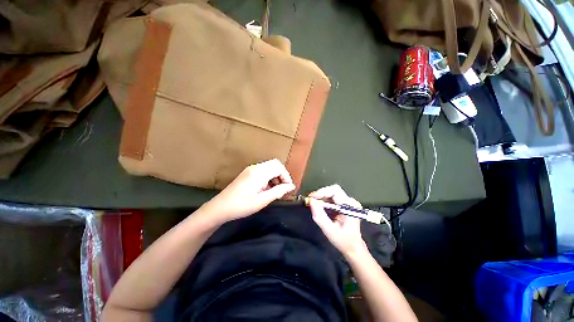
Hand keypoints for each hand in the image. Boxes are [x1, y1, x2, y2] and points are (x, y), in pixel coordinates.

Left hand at [202, 159, 294, 223]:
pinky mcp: (248, 172)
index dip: (286, 177)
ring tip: (274, 190)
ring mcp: (251, 169)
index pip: (279, 167)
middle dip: (282, 175)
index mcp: (259, 173)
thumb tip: (291, 186)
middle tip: (282, 189)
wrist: (220, 207)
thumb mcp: (262, 200)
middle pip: (275, 164)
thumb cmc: (242, 206)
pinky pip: (263, 170)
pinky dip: (269, 177)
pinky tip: (266, 188)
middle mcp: (255, 167)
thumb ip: (278, 191)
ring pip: (270, 166)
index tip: (287, 189)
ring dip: (275, 176)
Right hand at [308, 185, 367, 256]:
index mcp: (350, 206)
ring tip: (314, 204)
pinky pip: (333, 198)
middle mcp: (350, 201)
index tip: (312, 197)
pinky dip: (325, 201)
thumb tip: (311, 201)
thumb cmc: (343, 241)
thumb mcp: (329, 230)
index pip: (335, 191)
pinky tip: (320, 207)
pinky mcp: (345, 204)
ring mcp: (348, 202)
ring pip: (332, 193)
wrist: (353, 247)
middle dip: (321, 194)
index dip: (322, 191)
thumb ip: (320, 216)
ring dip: (322, 198)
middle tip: (311, 201)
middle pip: (333, 190)